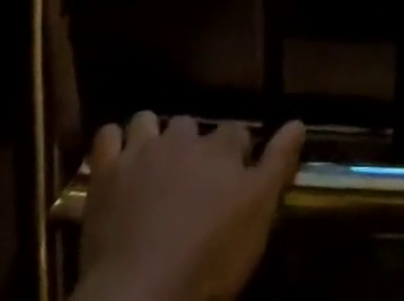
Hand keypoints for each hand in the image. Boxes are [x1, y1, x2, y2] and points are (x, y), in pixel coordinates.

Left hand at [73, 112, 305, 300]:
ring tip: (153, 165)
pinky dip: (113, 143)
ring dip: (151, 136)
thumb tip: (298, 122)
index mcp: (220, 148)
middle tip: (191, 179)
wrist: (141, 296)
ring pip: (147, 121)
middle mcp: (182, 138)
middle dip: (191, 144)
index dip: (238, 152)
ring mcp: (141, 152)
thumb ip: (278, 165)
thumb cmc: (208, 261)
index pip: (237, 132)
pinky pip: (106, 136)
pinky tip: (118, 162)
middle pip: (190, 125)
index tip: (237, 175)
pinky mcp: (106, 173)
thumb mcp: (257, 217)